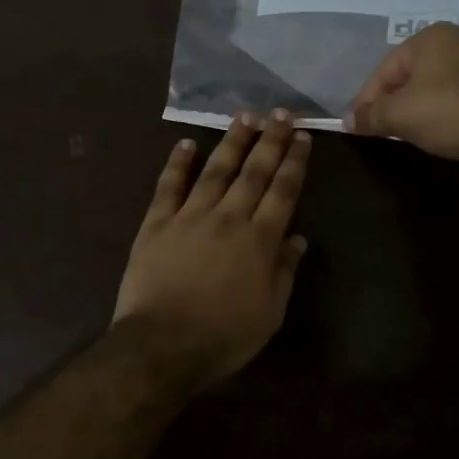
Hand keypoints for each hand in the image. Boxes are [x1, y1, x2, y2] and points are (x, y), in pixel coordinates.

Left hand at [114, 111, 310, 387]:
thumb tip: (296, 238)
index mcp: (259, 239)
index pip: (283, 190)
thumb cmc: (224, 336)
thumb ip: (284, 272)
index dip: (294, 161)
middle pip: (253, 171)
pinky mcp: (156, 223)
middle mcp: (228, 217)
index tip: (302, 136)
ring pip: (215, 169)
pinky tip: (185, 144)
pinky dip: (177, 163)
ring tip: (244, 116)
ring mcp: (190, 216)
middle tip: (281, 113)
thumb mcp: (270, 313)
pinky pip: (168, 186)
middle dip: (270, 140)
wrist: (162, 345)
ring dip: (231, 141)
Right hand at [345, 22, 458, 161]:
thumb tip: (349, 121)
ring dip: (421, 105)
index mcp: (430, 36)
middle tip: (382, 127)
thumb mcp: (400, 115)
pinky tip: (443, 129)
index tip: (357, 124)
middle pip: (412, 74)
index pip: (385, 69)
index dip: (367, 99)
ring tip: (410, 131)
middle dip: (395, 100)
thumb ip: (371, 115)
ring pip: (438, 83)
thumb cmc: (448, 111)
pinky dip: (447, 109)